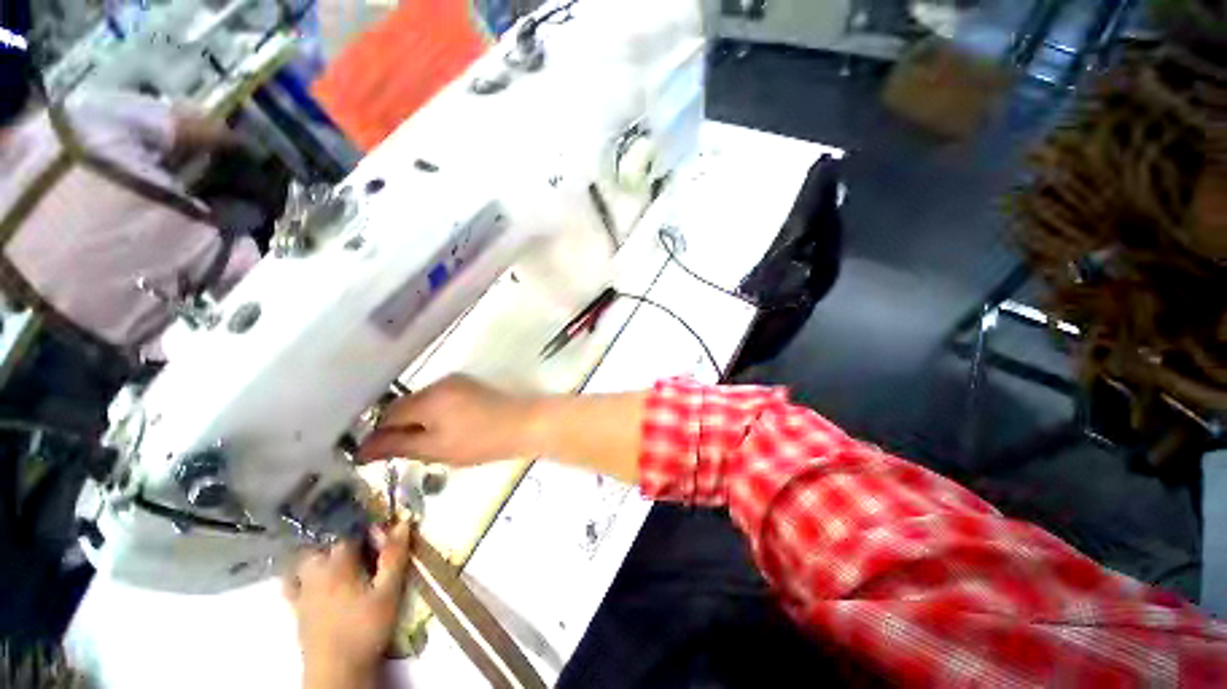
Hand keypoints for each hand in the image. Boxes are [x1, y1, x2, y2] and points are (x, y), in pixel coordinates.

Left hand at [284, 523, 412, 688]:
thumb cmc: (366, 628)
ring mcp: (302, 591)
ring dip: (317, 551)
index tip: (380, 528)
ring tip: (334, 552)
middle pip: (321, 543)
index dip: (365, 526)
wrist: (337, 670)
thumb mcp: (389, 591)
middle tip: (360, 540)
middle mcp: (315, 572)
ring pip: (303, 560)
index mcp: (338, 564)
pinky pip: (290, 583)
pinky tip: (306, 576)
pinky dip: (296, 574)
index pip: (348, 532)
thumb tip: (403, 522)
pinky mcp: (296, 609)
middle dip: (339, 536)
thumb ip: (394, 556)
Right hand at [358, 375, 537, 466]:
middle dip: (399, 427)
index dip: (379, 434)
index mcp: (428, 398)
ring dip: (418, 420)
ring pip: (423, 401)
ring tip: (426, 443)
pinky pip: (441, 398)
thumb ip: (398, 446)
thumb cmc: (481, 441)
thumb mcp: (436, 449)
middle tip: (403, 452)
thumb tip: (362, 449)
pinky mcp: (471, 385)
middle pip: (405, 405)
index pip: (388, 414)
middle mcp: (439, 383)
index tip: (375, 455)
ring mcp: (457, 382)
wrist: (526, 423)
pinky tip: (446, 429)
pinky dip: (435, 414)